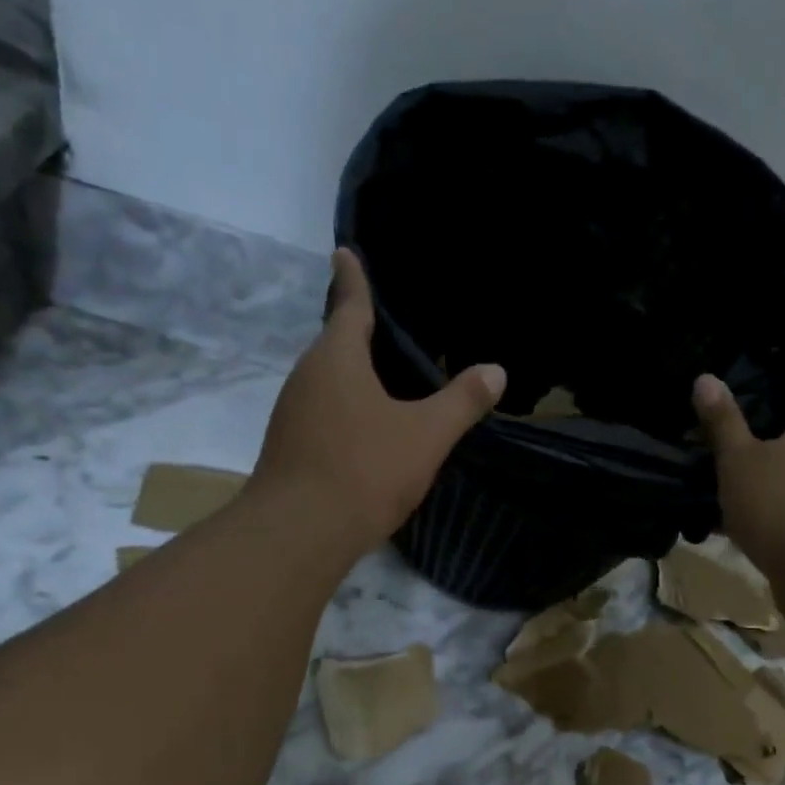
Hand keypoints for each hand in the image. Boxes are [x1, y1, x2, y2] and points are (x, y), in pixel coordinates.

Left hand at [251, 249, 505, 558]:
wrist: (299, 533)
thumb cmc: (364, 470)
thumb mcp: (425, 435)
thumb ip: (461, 402)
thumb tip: (496, 371)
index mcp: (337, 358)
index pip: (348, 304)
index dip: (352, 278)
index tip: (345, 252)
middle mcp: (306, 377)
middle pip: (335, 343)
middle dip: (357, 330)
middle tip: (387, 323)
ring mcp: (291, 414)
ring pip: (327, 381)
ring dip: (352, 375)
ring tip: (384, 376)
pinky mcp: (288, 447)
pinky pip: (322, 412)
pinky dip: (344, 408)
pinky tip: (366, 429)